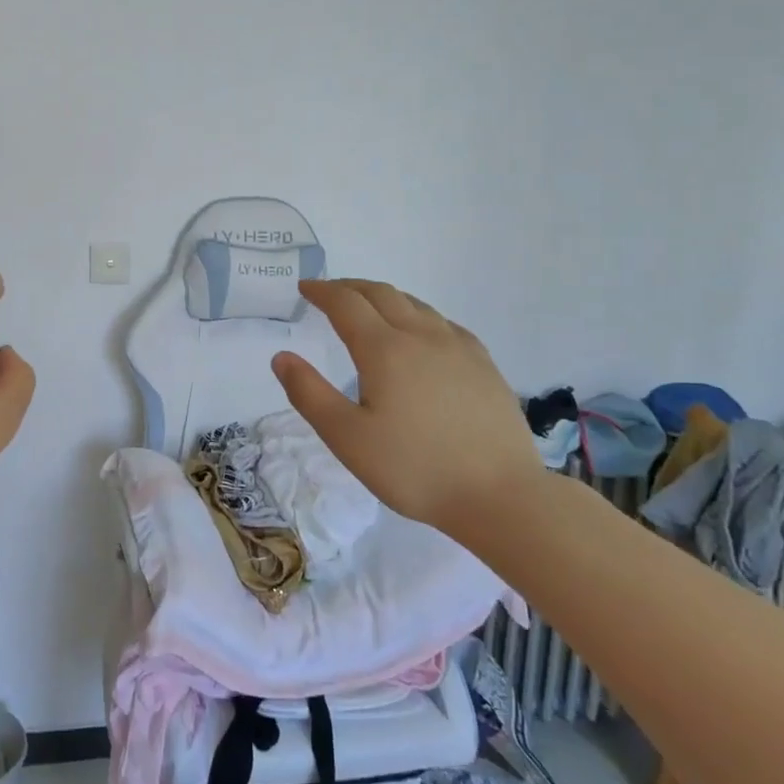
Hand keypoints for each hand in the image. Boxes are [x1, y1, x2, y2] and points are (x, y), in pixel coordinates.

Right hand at [271, 279, 539, 528]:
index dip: (321, 291)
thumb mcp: (347, 438)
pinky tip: (420, 334)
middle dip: (350, 287)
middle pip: (381, 294)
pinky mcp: (483, 364)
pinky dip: (417, 314)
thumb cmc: (415, 469)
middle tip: (329, 292)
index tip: (304, 288)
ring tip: (368, 307)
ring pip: (415, 304)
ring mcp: (458, 347)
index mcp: (384, 349)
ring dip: (384, 297)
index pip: (346, 304)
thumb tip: (282, 357)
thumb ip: (309, 394)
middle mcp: (421, 336)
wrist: (501, 495)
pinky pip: (442, 323)